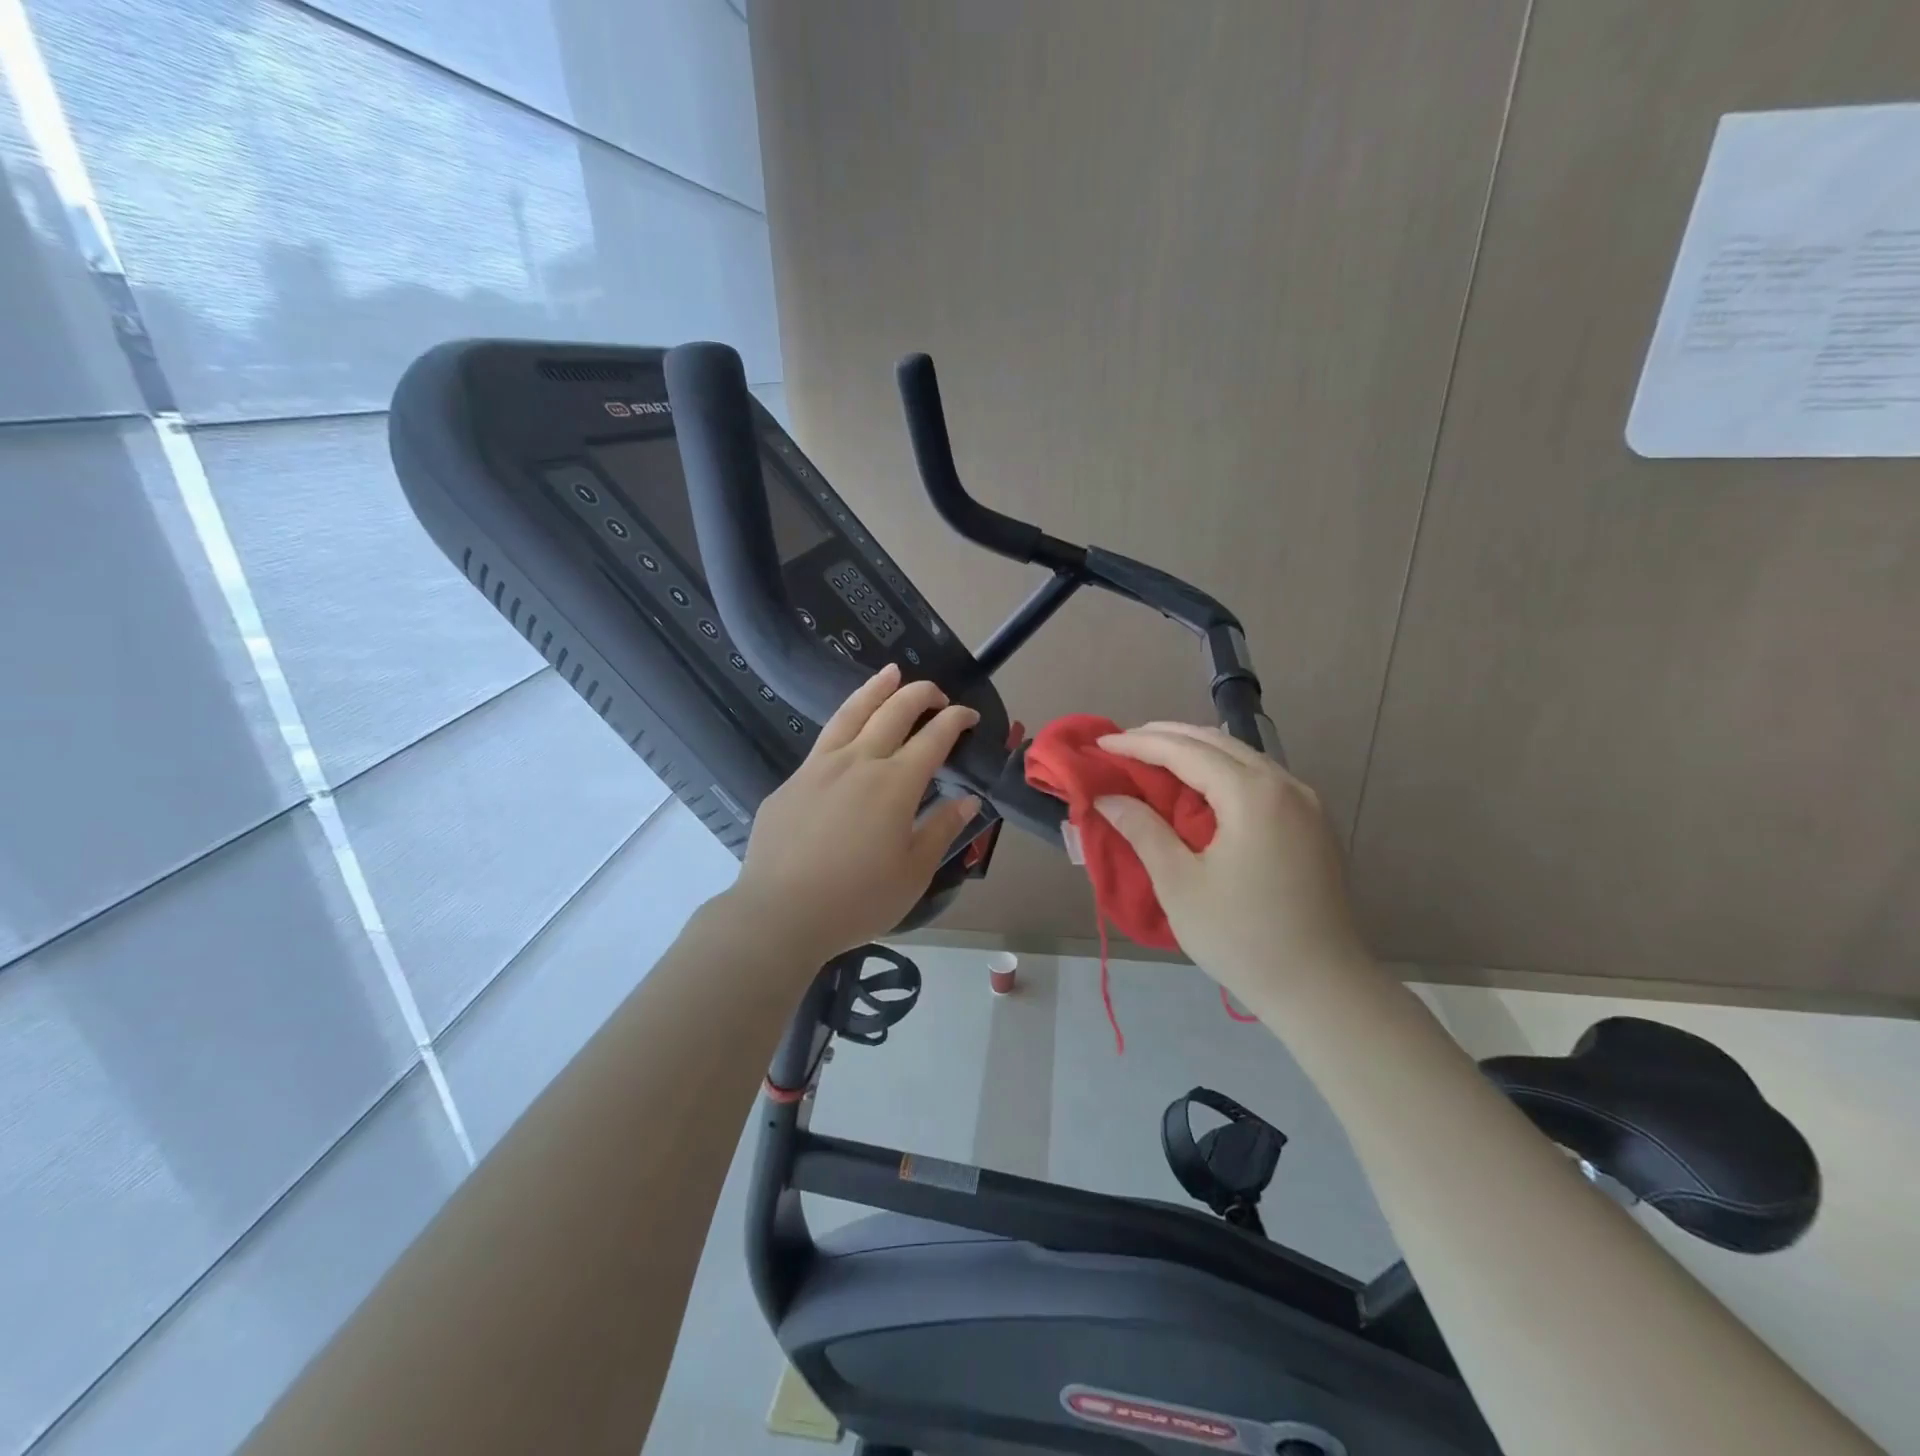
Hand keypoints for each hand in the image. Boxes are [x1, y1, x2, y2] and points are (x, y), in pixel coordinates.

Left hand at [725, 663, 980, 962]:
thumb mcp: (913, 872)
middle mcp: (859, 762)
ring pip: (851, 713)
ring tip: (891, 672)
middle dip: (920, 694)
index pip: (933, 737)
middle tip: (937, 692)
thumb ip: (941, 830)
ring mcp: (819, 767)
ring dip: (876, 689)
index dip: (955, 720)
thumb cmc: (857, 899)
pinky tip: (847, 733)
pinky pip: (824, 742)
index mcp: (895, 783)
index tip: (968, 715)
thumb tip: (968, 800)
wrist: (780, 914)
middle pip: (893, 712)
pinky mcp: (792, 782)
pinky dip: (844, 724)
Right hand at [1093, 723, 1369, 1003]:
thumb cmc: (1241, 936)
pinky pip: (1260, 778)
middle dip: (1166, 736)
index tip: (1101, 742)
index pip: (1185, 751)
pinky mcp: (1312, 824)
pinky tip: (1200, 786)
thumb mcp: (1179, 883)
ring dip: (1196, 751)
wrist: (1321, 988)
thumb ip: (1143, 830)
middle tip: (1124, 742)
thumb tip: (1108, 797)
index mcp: (1252, 794)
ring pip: (1242, 756)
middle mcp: (1284, 784)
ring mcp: (1305, 803)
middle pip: (1216, 742)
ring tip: (1154, 757)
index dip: (1139, 743)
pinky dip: (1222, 770)